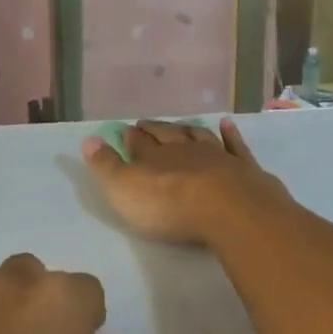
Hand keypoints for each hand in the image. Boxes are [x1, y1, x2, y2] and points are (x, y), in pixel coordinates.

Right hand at [82, 118, 289, 247]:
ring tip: (182, 124)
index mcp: (155, 157)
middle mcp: (185, 150)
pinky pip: (235, 145)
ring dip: (189, 130)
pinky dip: (231, 134)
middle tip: (147, 123)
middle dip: (156, 130)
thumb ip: (106, 166)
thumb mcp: (125, 190)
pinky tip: (228, 124)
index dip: (131, 138)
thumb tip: (88, 139)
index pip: (139, 143)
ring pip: (200, 137)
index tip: (125, 130)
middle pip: (168, 136)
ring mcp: (217, 156)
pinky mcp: (244, 168)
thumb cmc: (170, 206)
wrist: (229, 209)